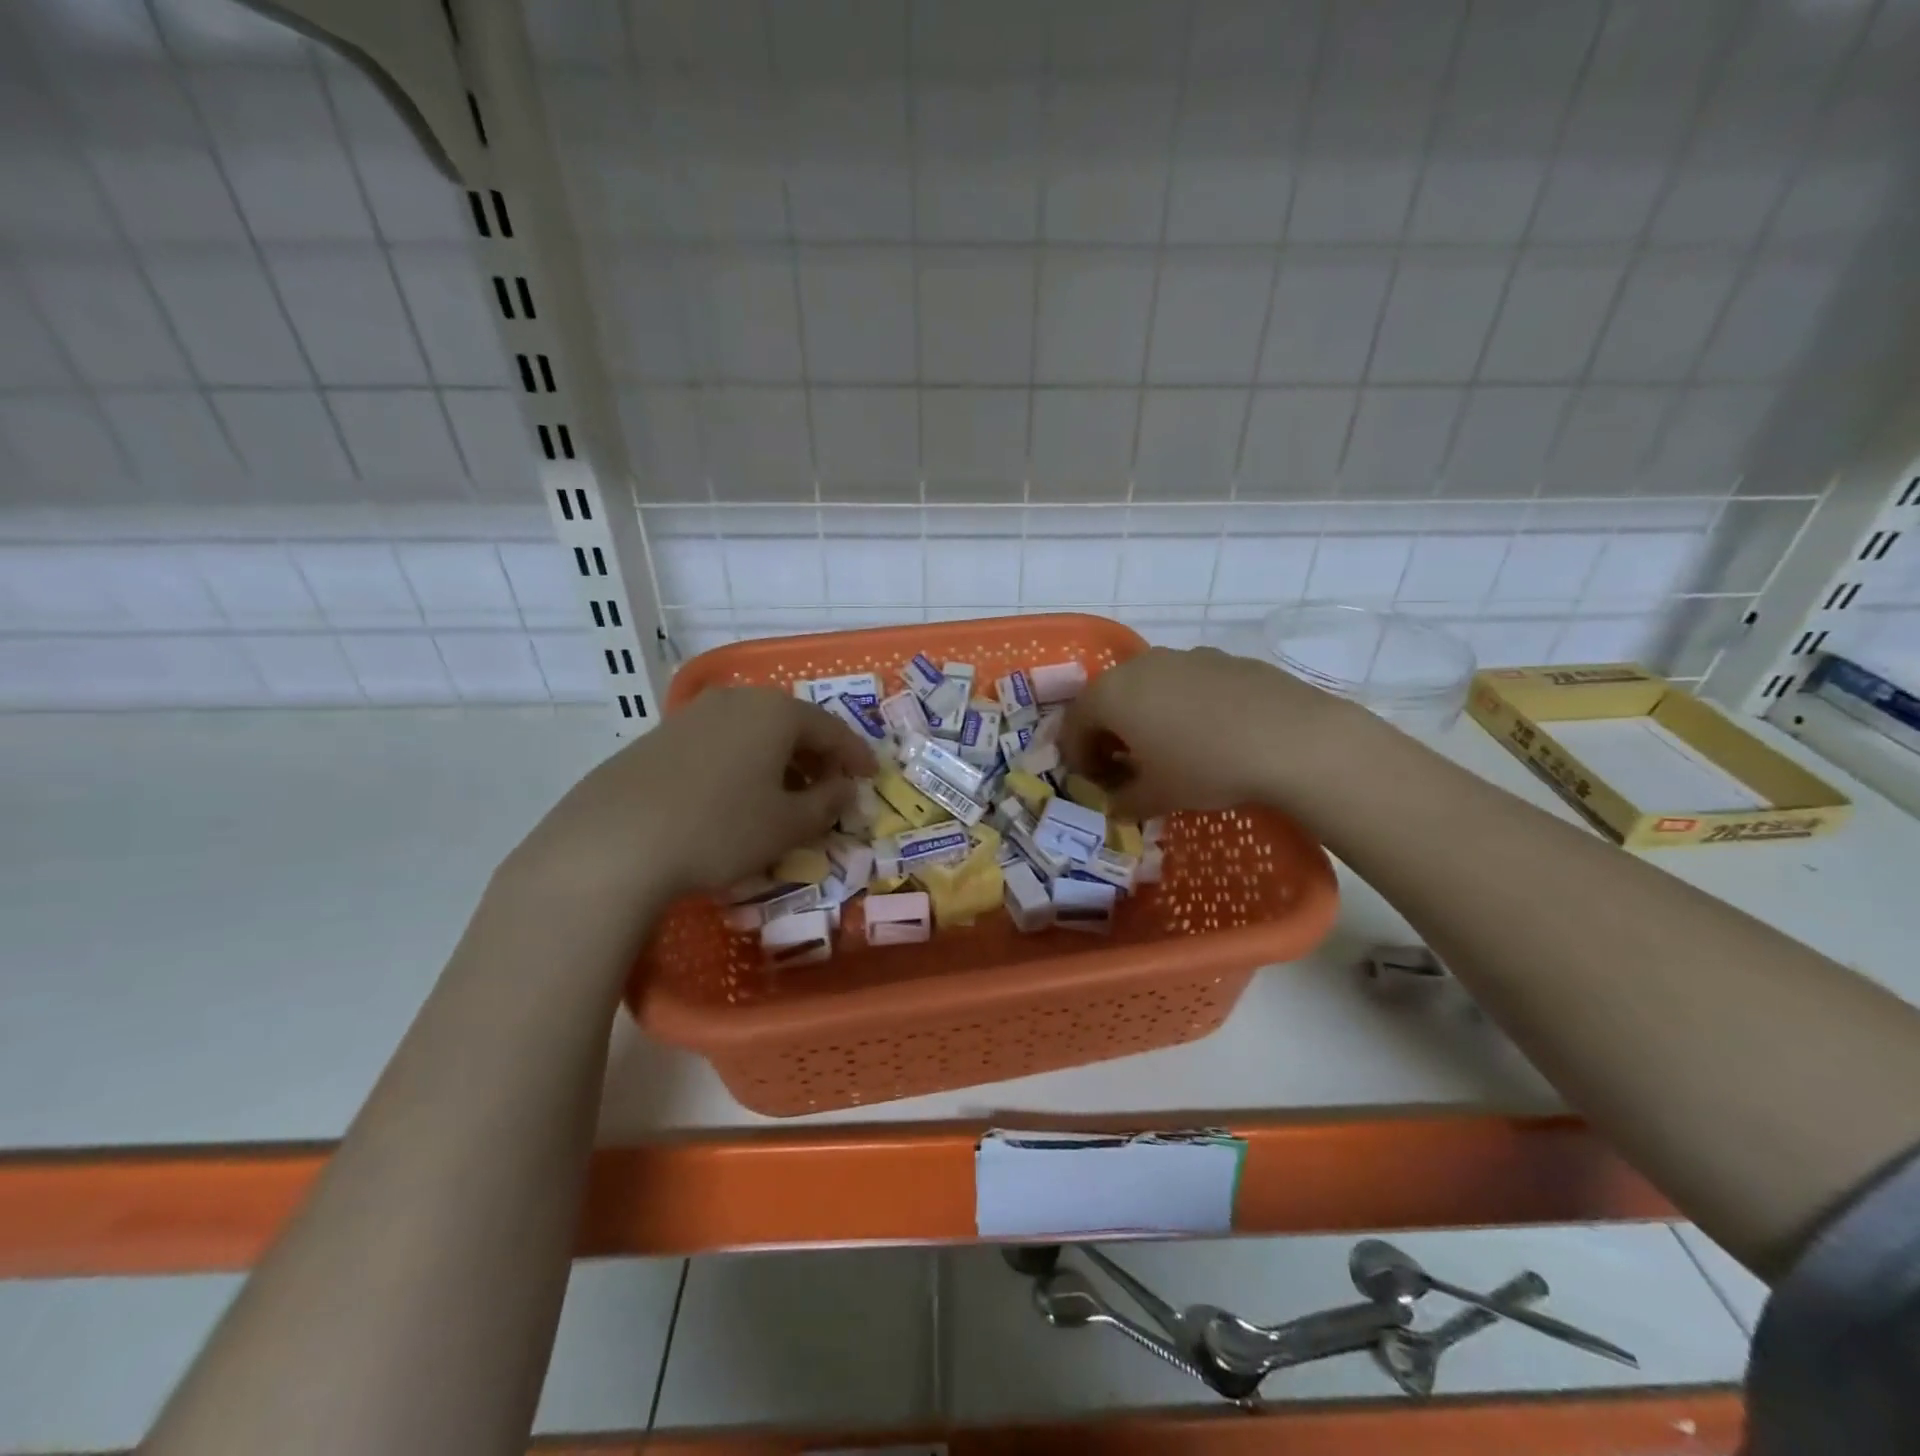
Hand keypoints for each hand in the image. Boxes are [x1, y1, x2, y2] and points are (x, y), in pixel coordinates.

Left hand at [509, 686, 875, 901]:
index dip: (855, 755)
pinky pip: (720, 744)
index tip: (870, 778)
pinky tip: (735, 798)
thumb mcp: (787, 825)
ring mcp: (693, 715)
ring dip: (778, 762)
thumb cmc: (721, 828)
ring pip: (753, 733)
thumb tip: (844, 790)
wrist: (614, 842)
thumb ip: (827, 804)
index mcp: (776, 712)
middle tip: (828, 790)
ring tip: (783, 798)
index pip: (832, 729)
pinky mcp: (660, 737)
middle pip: (791, 724)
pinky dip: (742, 765)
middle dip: (816, 758)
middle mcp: (736, 701)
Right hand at [1059, 646, 1353, 819]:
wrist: (1292, 739)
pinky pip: (1185, 683)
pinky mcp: (1223, 658)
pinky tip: (1209, 734)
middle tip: (1123, 767)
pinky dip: (1181, 706)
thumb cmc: (1206, 767)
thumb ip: (1124, 801)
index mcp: (1112, 694)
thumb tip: (1115, 805)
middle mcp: (1141, 665)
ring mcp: (1184, 656)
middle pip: (1109, 698)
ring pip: (1149, 687)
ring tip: (1167, 750)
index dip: (1078, 757)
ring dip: (1145, 717)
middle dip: (1109, 734)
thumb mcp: (1156, 796)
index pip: (1075, 723)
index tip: (1094, 783)